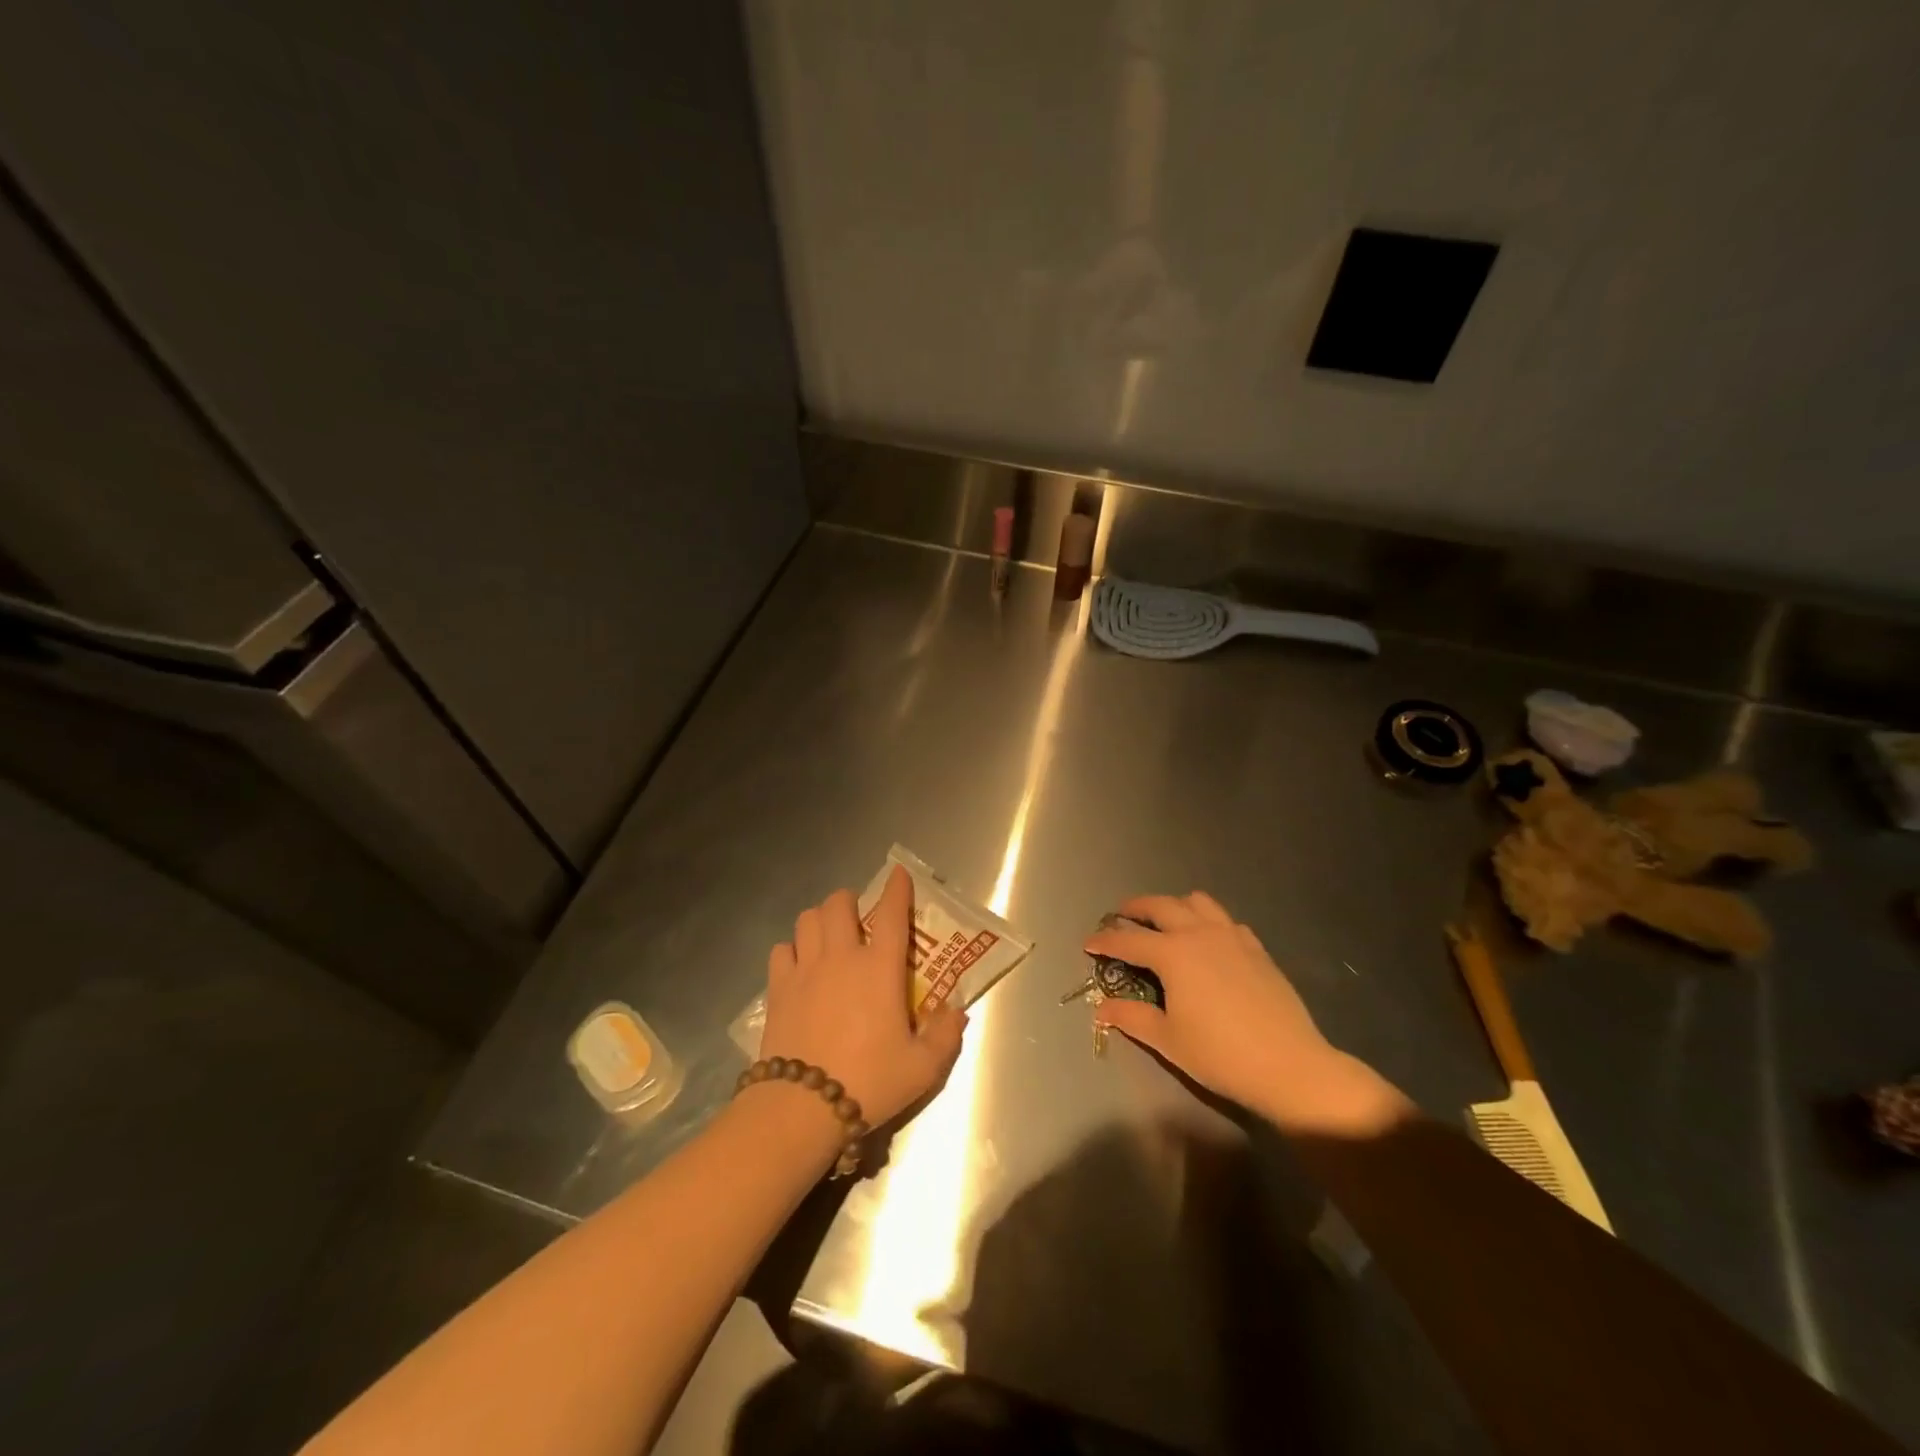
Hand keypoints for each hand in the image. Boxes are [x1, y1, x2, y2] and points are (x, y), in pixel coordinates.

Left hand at [759, 866, 967, 1128]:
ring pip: (807, 919)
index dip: (897, 888)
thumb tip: (956, 1011)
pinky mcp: (778, 988)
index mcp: (879, 968)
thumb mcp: (922, 1068)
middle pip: (839, 903)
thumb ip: (945, 1035)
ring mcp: (805, 969)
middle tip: (858, 917)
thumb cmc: (869, 1082)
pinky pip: (781, 950)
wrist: (802, 1107)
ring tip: (829, 935)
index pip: (892, 913)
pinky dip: (792, 949)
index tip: (898, 874)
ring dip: (820, 919)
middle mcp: (841, 956)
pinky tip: (800, 966)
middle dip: (849, 900)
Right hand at [1084, 892, 1408, 1136]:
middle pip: (1161, 906)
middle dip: (1136, 908)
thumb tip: (1101, 1008)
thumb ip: (1131, 1017)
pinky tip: (1207, 940)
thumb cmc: (1220, 1055)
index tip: (1088, 944)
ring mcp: (1232, 937)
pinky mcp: (1256, 948)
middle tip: (1121, 916)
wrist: (1289, 1065)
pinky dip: (1208, 921)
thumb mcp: (1167, 1039)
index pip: (1128, 939)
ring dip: (1174, 905)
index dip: (1105, 941)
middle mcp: (1199, 934)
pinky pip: (1225, 920)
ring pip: (1197, 902)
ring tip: (1164, 920)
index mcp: (1173, 954)